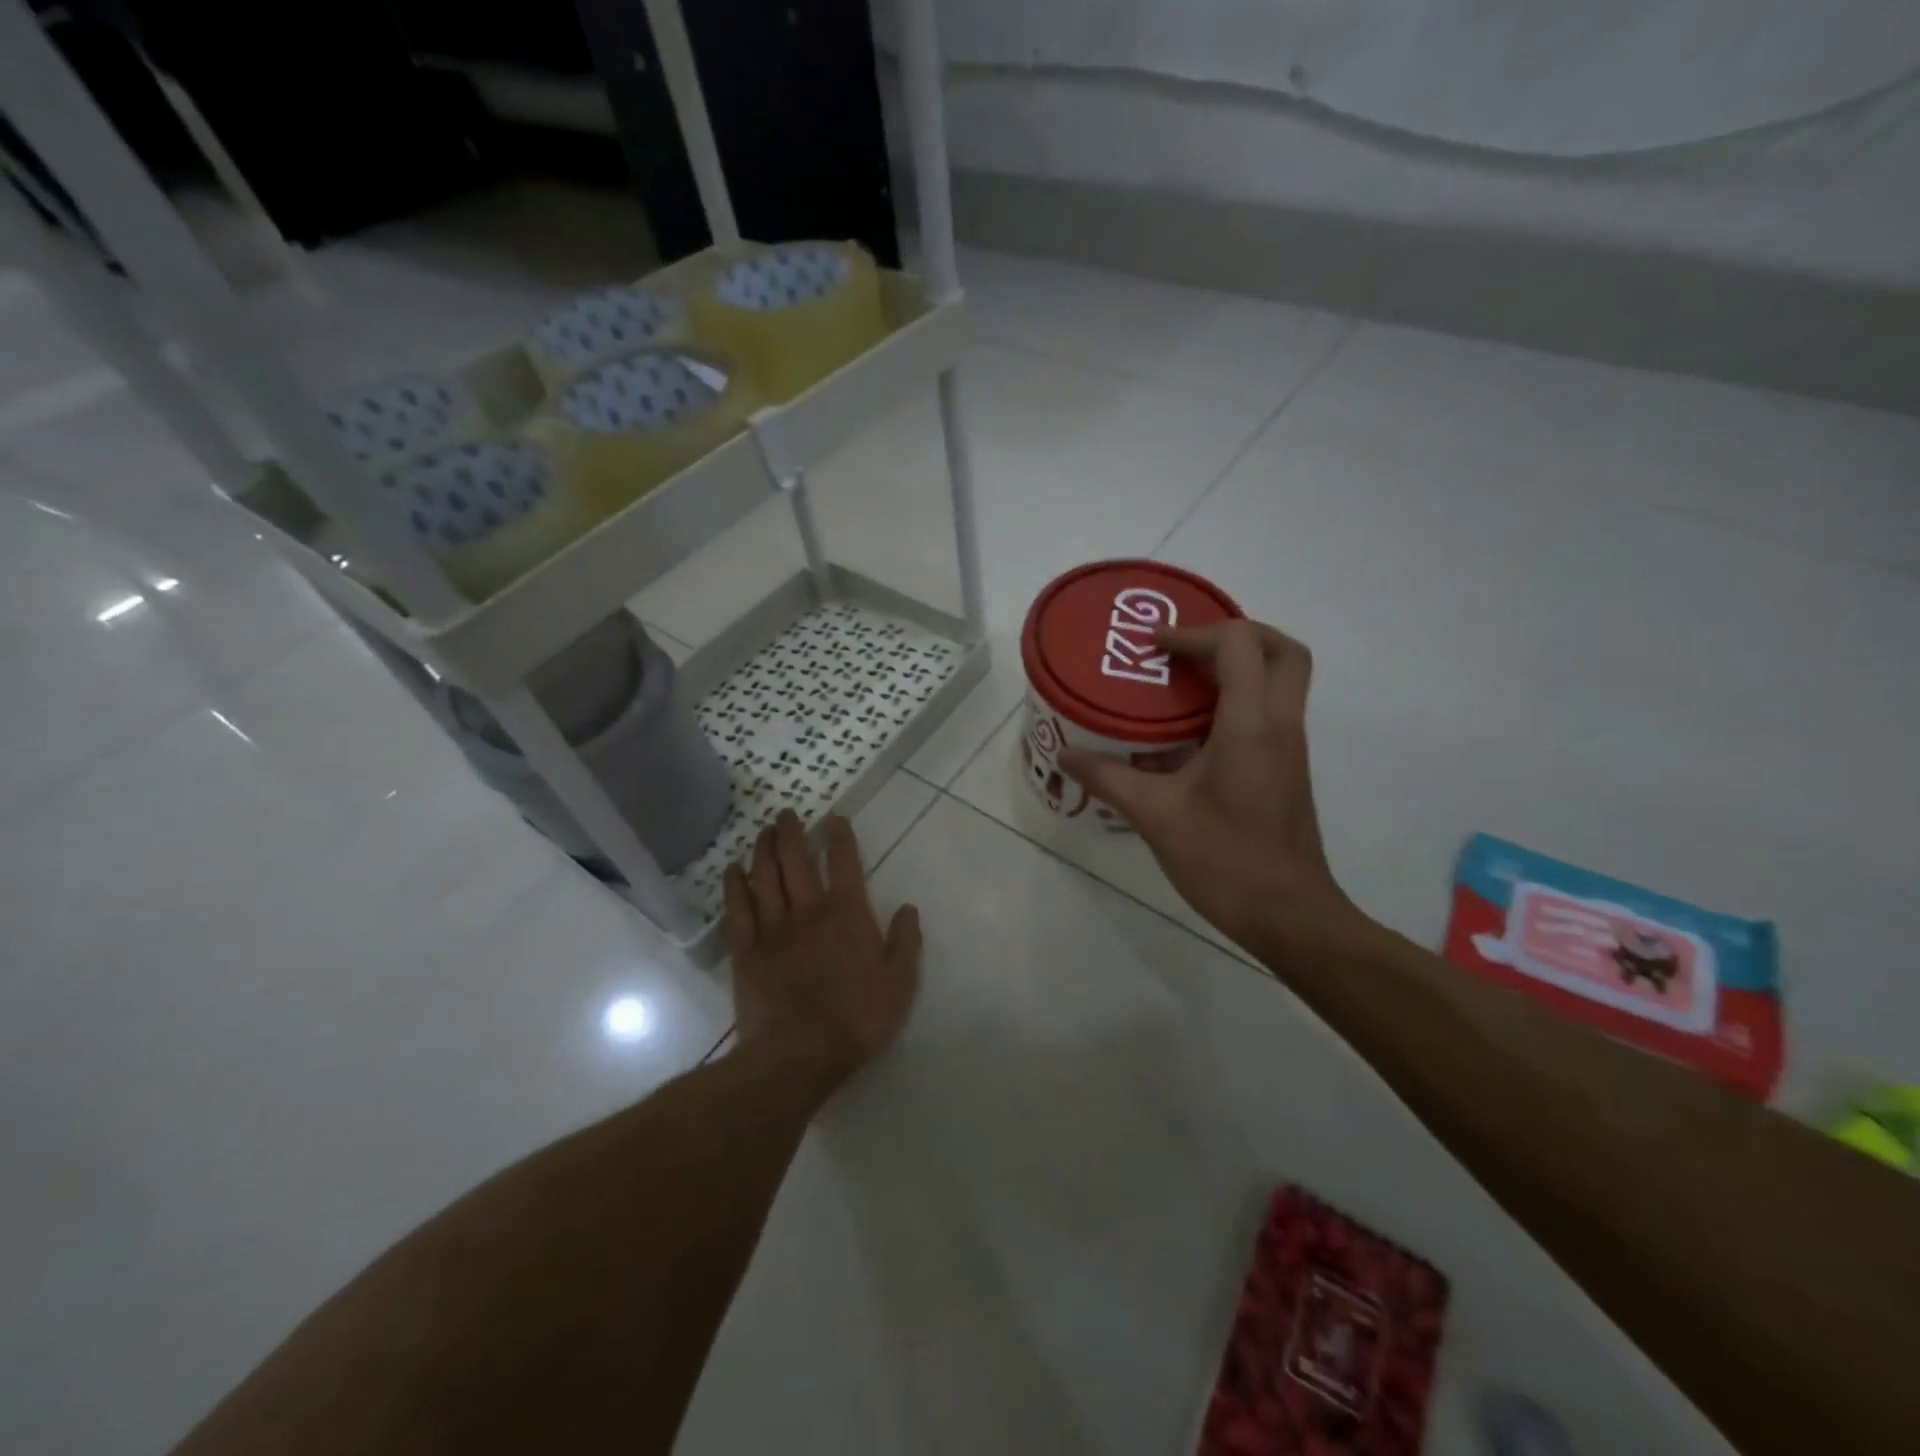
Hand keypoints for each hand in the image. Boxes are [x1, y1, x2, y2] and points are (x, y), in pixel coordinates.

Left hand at [724, 811, 921, 1098]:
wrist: (800, 1054)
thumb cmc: (857, 1018)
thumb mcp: (899, 983)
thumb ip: (905, 942)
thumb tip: (908, 908)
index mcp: (847, 913)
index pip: (844, 863)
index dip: (840, 837)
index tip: (835, 818)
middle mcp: (809, 910)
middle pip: (796, 860)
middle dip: (791, 832)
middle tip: (786, 814)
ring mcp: (773, 928)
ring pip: (765, 876)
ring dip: (763, 849)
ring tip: (763, 831)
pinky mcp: (747, 950)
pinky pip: (739, 909)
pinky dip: (735, 885)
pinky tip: (733, 870)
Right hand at [1059, 620, 1358, 956]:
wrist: (1289, 915)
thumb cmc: (1224, 860)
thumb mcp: (1155, 816)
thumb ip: (1108, 778)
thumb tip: (1065, 754)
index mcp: (1251, 725)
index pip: (1239, 644)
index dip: (1194, 633)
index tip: (1153, 647)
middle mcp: (1280, 725)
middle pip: (1282, 650)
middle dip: (1236, 635)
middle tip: (1186, 649)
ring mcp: (1290, 747)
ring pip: (1283, 679)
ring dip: (1240, 666)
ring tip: (1183, 679)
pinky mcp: (1287, 768)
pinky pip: (1271, 710)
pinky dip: (1239, 698)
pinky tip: (1193, 728)